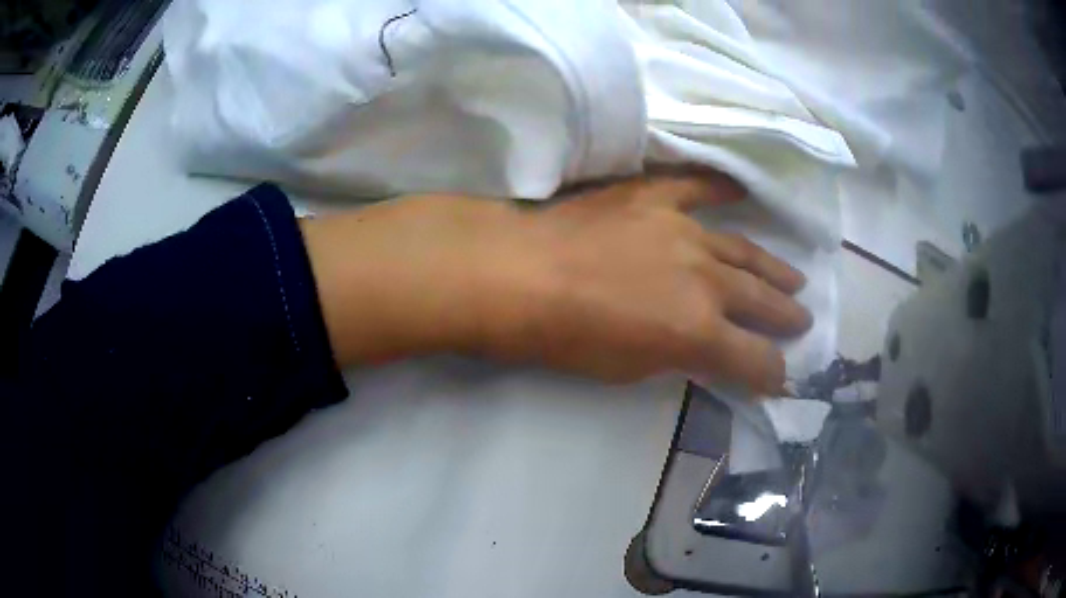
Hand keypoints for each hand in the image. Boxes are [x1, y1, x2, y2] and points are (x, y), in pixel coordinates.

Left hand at [300, 172, 810, 394]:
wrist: (517, 275)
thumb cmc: (565, 338)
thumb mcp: (629, 367)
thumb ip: (677, 354)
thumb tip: (703, 349)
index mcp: (699, 331)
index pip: (755, 359)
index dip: (772, 373)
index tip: (781, 378)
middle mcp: (706, 278)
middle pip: (761, 300)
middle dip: (786, 316)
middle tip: (803, 320)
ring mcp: (684, 230)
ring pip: (743, 251)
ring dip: (772, 268)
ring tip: (794, 278)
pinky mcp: (655, 197)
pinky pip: (697, 187)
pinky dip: (721, 188)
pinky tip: (742, 190)